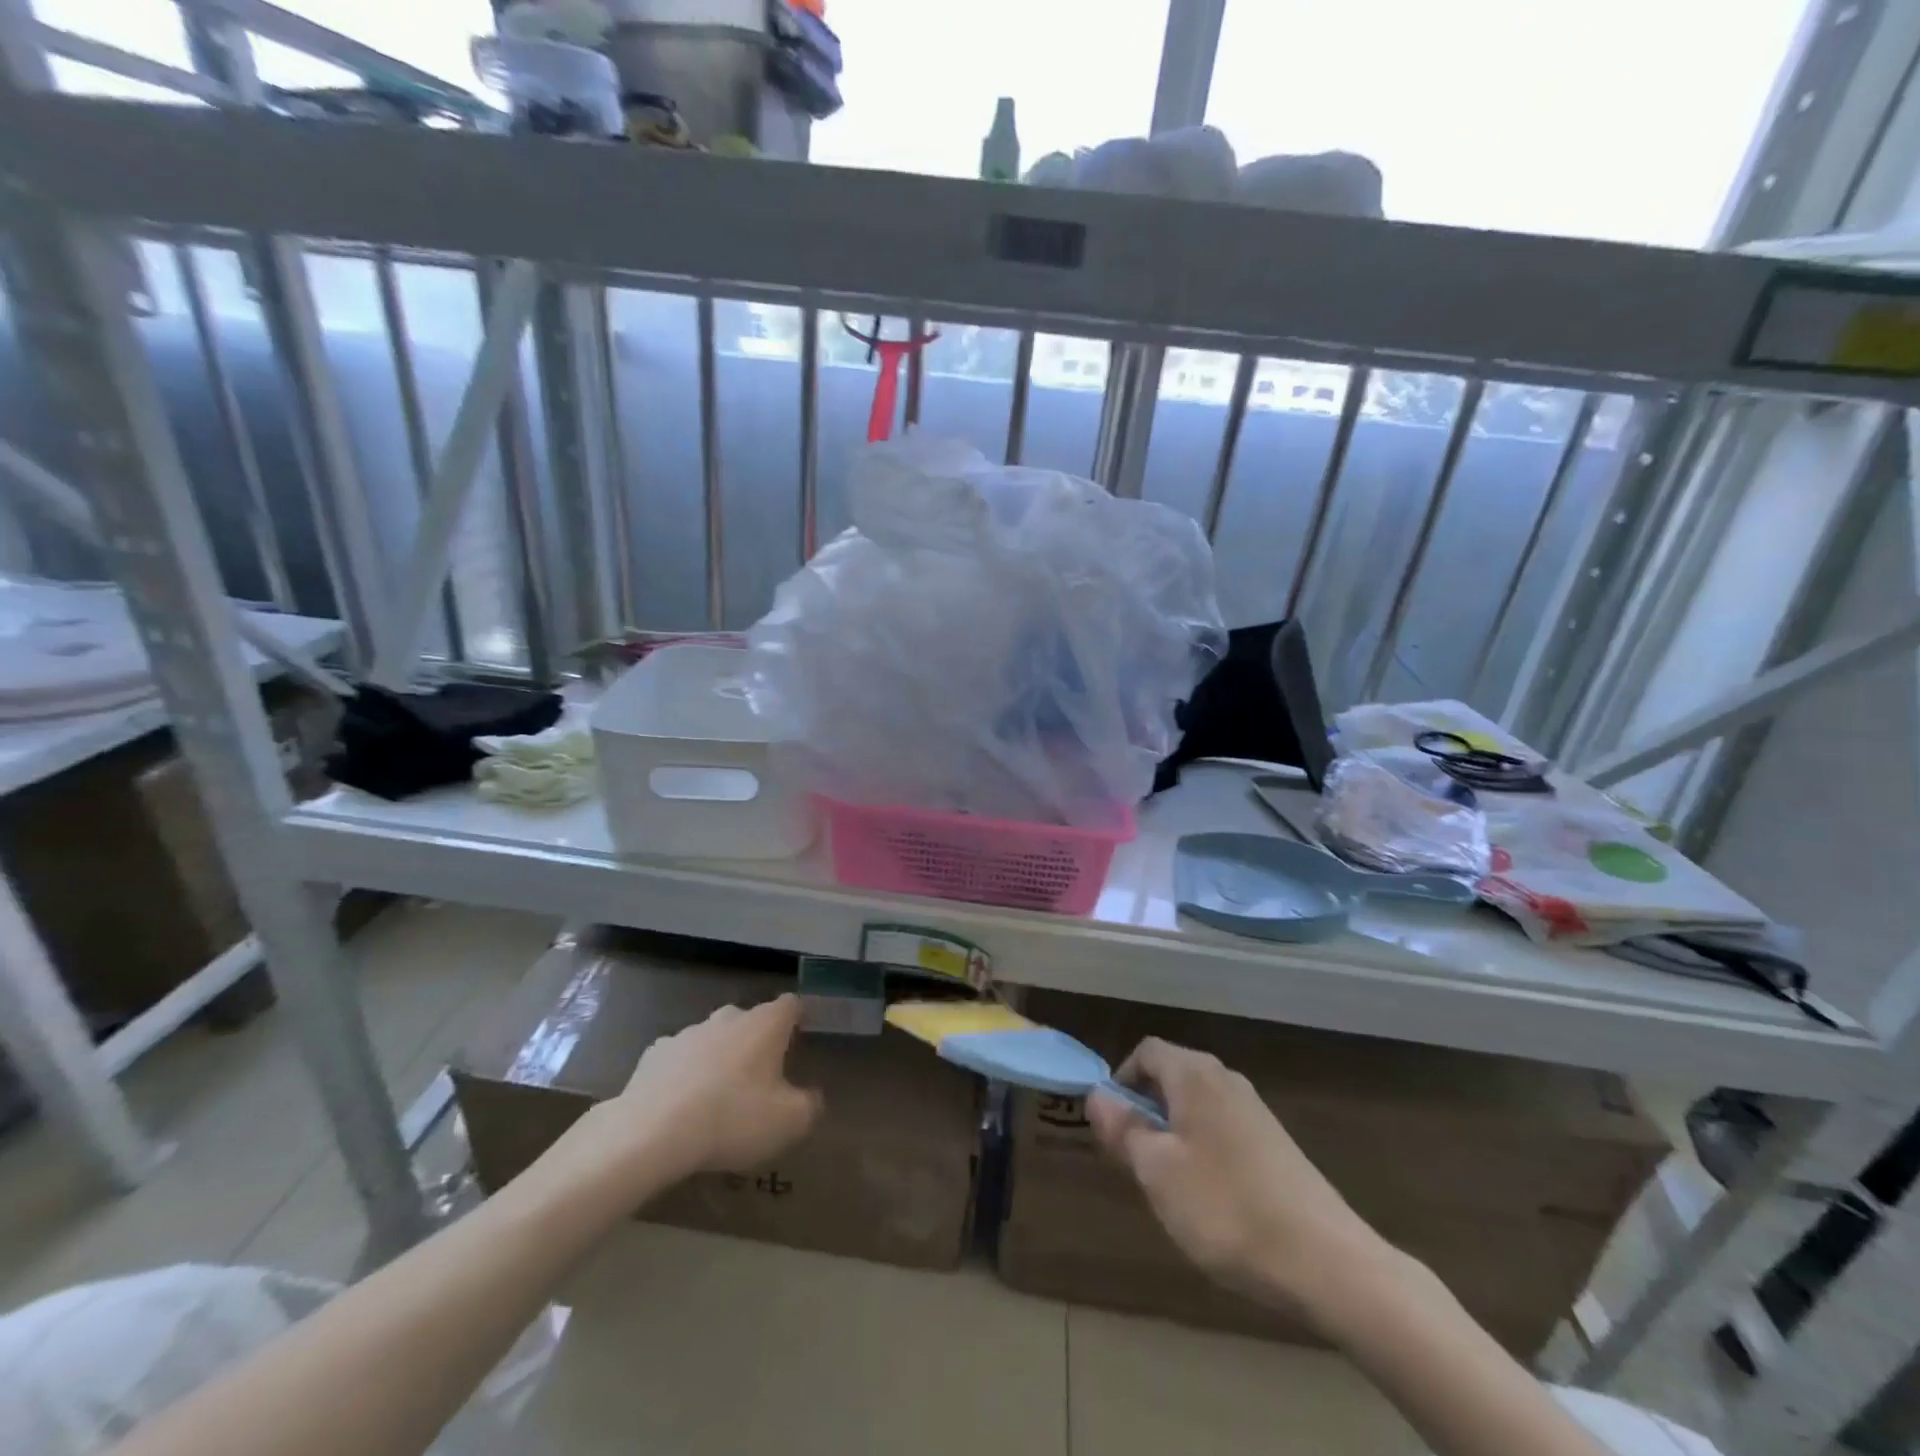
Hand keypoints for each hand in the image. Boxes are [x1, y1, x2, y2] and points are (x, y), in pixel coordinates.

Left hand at [545, 995, 822, 1208]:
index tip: (804, 1033)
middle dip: (757, 1041)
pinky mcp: (654, 1054)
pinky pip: (680, 1058)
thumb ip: (810, 1105)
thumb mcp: (789, 1122)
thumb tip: (813, 1097)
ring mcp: (688, 1032)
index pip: (791, 1005)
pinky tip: (681, 1103)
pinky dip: (685, 1073)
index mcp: (765, 1025)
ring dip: (720, 1057)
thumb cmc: (733, 1119)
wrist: (651, 1133)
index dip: (799, 1016)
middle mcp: (729, 1018)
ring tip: (719, 1096)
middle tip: (762, 1076)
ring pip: (713, 1038)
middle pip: (751, 1020)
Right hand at [1087, 1037, 1388, 1323]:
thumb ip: (1122, 1128)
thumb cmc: (1226, 1208)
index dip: (1121, 1081)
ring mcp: (1255, 1110)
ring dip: (1173, 1133)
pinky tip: (1211, 1199)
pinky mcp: (1275, 1143)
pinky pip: (1221, 1128)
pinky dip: (1203, 1150)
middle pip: (1171, 1076)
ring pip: (1196, 1105)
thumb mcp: (1157, 1171)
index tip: (1112, 1127)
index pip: (1146, 1051)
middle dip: (1145, 1110)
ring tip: (1170, 1185)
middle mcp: (1225, 1079)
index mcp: (1194, 1074)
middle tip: (1135, 1161)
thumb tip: (1096, 1094)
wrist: (1327, 1262)